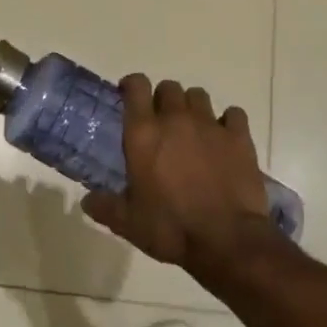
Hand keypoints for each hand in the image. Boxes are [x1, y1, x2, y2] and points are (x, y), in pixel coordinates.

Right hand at [81, 75, 272, 276]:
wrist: (226, 241)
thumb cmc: (170, 228)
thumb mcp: (128, 223)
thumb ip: (105, 207)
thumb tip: (87, 200)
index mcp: (144, 133)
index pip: (136, 86)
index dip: (131, 85)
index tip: (128, 96)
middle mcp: (176, 119)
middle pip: (169, 87)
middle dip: (163, 99)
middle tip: (161, 122)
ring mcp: (210, 125)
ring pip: (199, 96)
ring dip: (192, 107)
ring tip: (192, 129)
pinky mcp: (239, 138)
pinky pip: (233, 114)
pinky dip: (227, 122)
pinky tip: (224, 138)